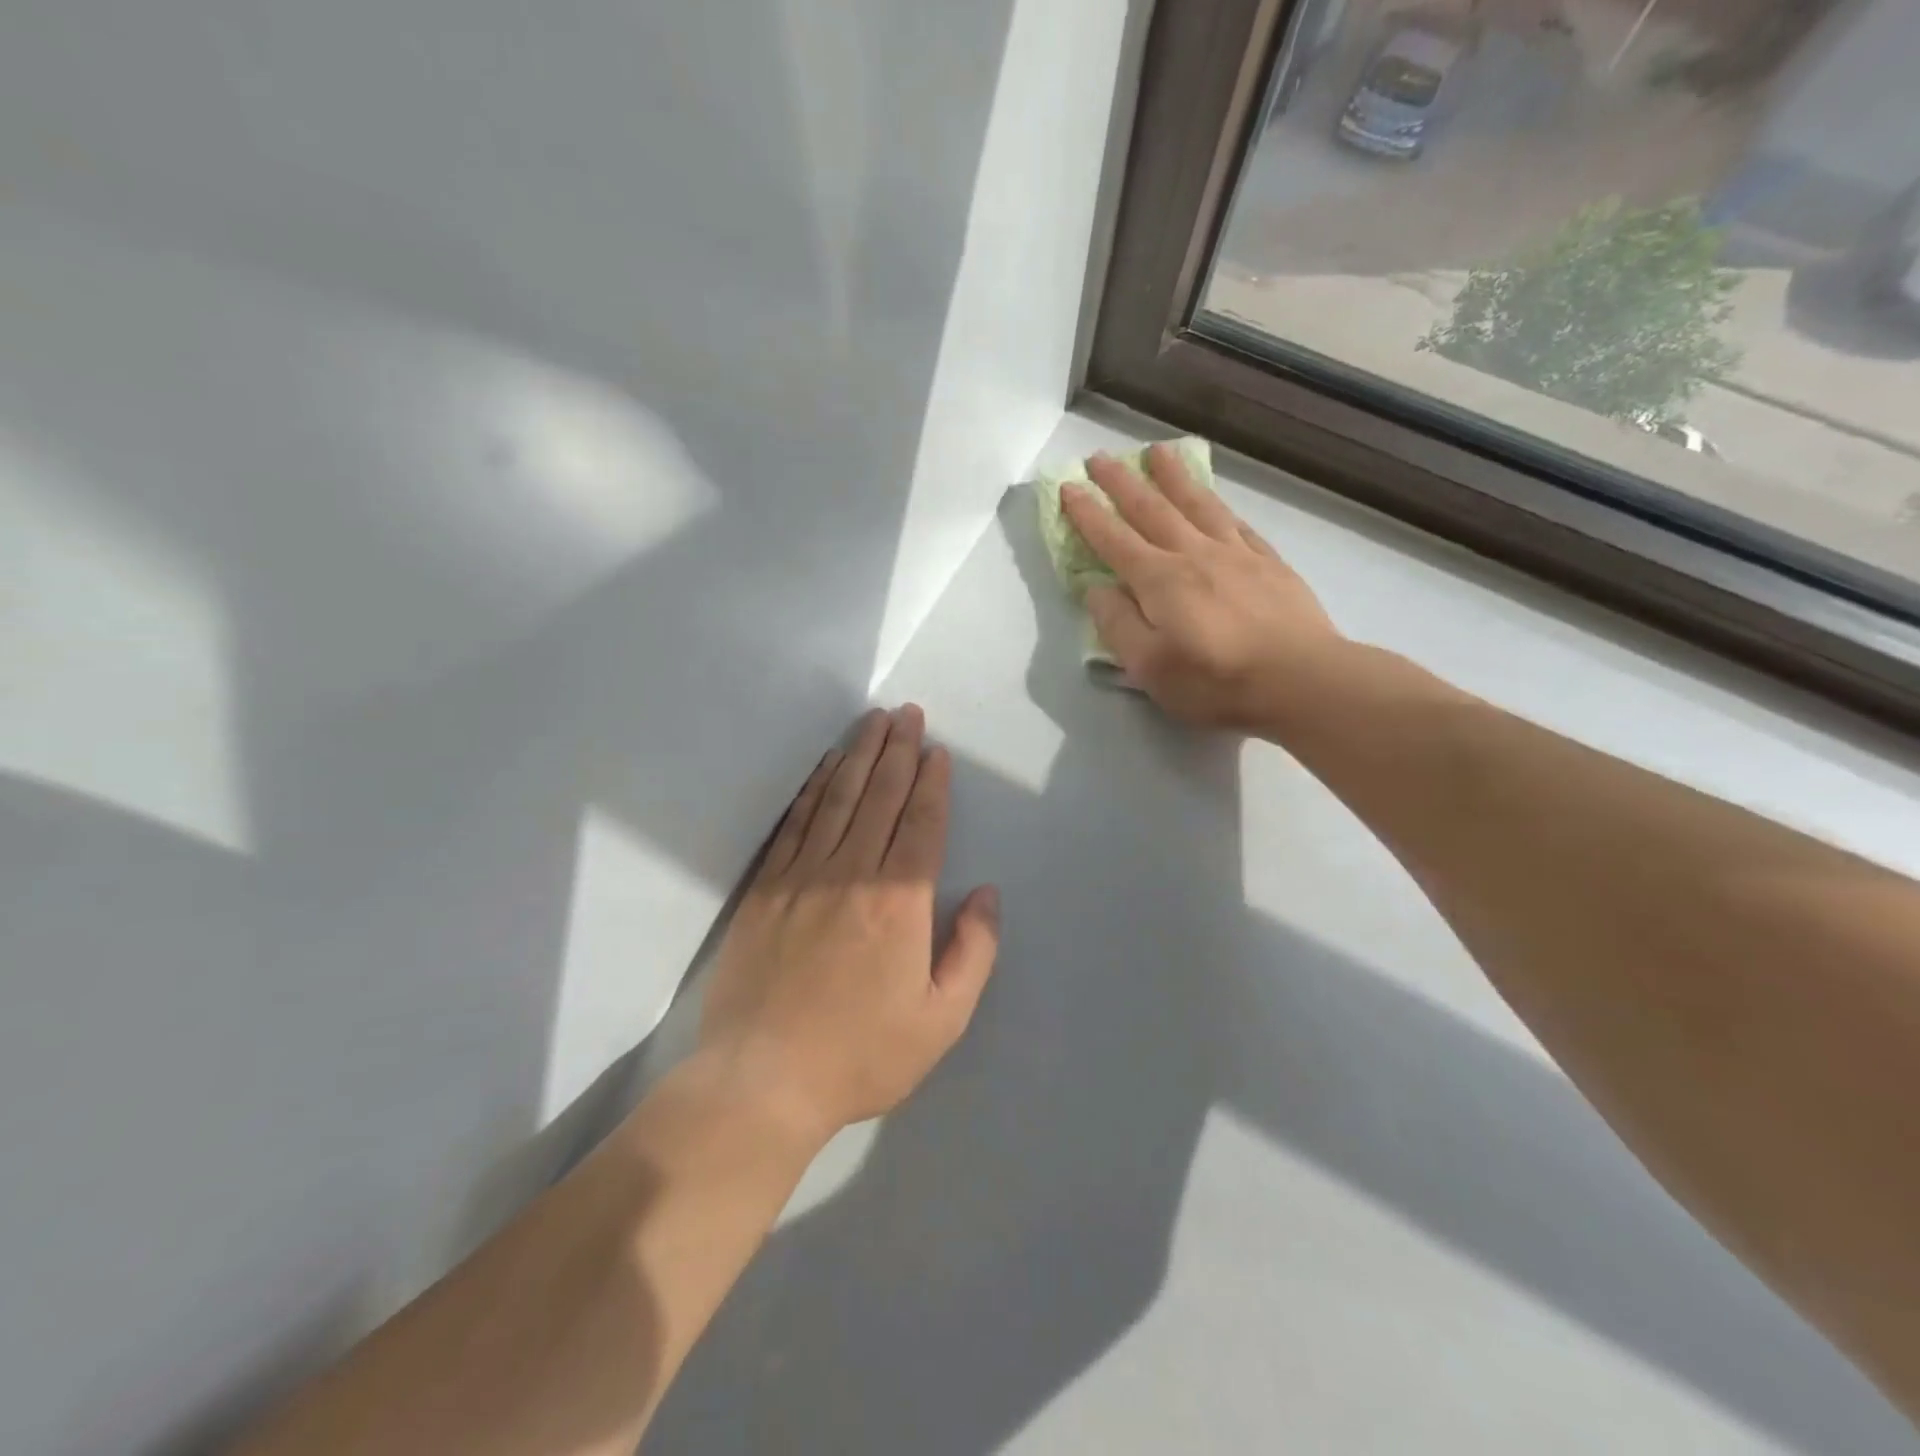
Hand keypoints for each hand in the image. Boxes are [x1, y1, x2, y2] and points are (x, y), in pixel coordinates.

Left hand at [697, 706, 1000, 1141]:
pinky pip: (796, 823)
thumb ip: (973, 952)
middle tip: (907, 713)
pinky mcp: (766, 887)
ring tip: (874, 722)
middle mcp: (852, 873)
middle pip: (881, 797)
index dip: (931, 783)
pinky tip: (827, 768)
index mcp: (900, 902)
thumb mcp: (942, 1019)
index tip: (937, 751)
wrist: (762, 1080)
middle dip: (898, 750)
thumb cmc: (861, 1054)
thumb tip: (986, 894)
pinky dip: (815, 789)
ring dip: (860, 756)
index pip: (921, 824)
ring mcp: (803, 876)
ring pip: (838, 799)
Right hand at [1060, 443, 1347, 733]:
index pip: (1113, 539)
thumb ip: (1118, 625)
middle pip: (1151, 509)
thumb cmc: (1216, 681)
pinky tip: (1214, 498)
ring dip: (1172, 477)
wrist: (1300, 680)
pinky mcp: (1269, 564)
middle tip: (1100, 457)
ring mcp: (1235, 554)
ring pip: (1197, 504)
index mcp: (1159, 580)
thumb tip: (1097, 589)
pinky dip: (1219, 505)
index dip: (1088, 513)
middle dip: (1121, 482)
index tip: (1068, 486)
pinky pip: (1237, 523)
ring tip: (1157, 452)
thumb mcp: (1149, 667)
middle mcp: (1193, 555)